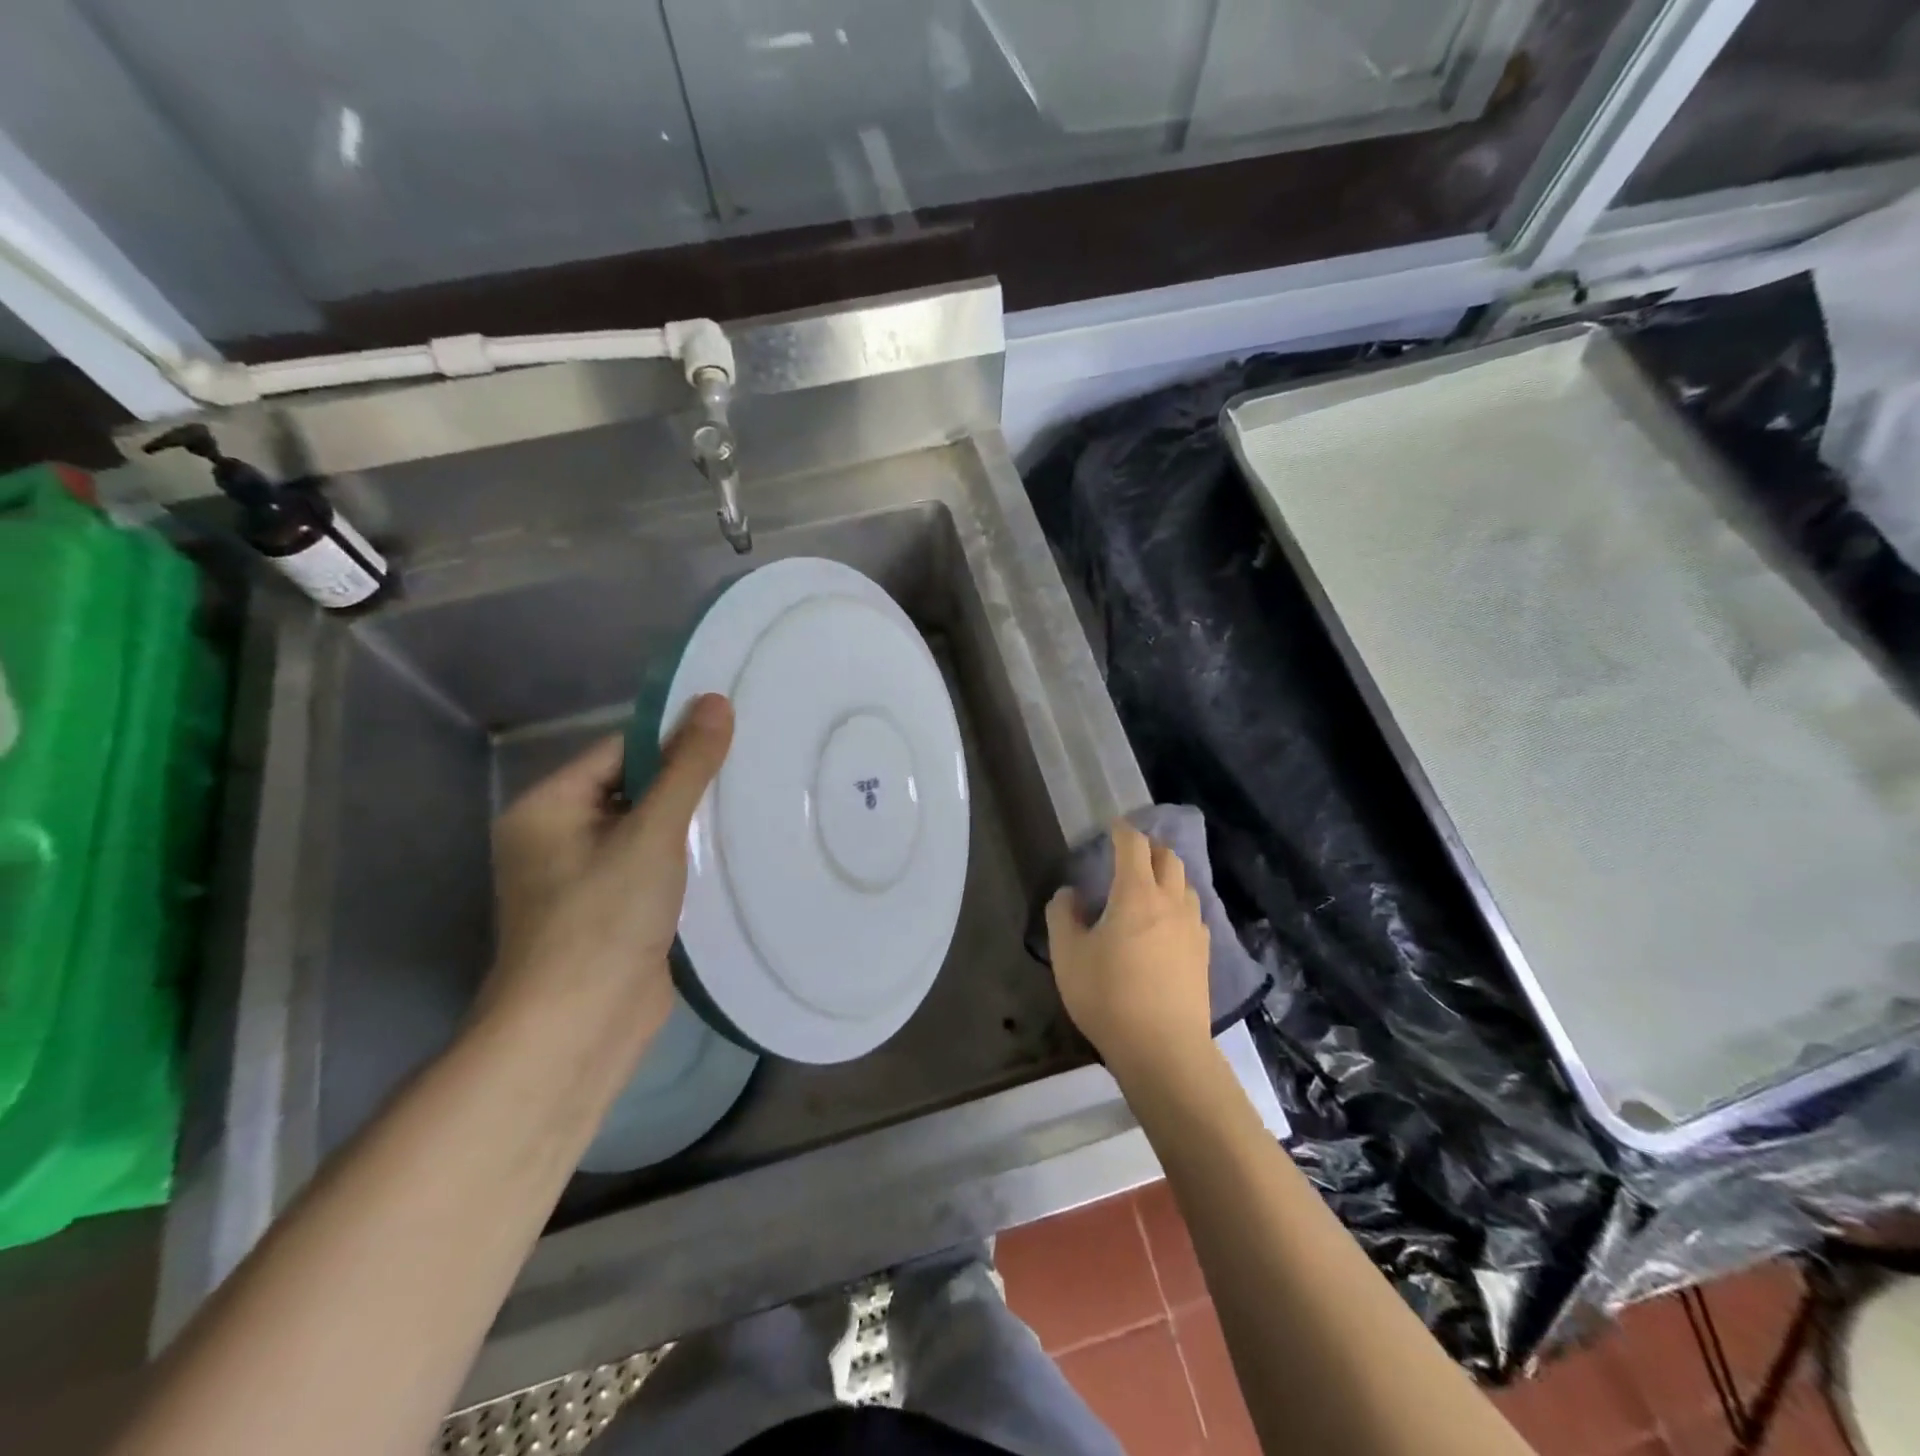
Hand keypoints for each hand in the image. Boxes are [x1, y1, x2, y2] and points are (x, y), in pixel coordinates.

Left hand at [483, 694, 733, 1049]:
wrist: (581, 1028)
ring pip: (648, 830)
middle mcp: (558, 836)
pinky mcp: (613, 910)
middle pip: (634, 788)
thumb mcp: (652, 833)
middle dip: (688, 783)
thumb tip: (716, 700)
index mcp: (547, 807)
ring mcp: (585, 877)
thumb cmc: (604, 919)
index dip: (674, 740)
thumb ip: (687, 768)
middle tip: (752, 766)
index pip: (620, 751)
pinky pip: (654, 865)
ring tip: (753, 800)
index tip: (732, 733)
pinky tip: (733, 850)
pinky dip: (687, 858)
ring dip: (691, 822)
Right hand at [1046, 820, 1211, 1081]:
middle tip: (1130, 852)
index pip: (1133, 846)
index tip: (1112, 826)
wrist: (1164, 1049)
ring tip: (1149, 886)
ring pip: (1186, 885)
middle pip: (1168, 858)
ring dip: (1168, 875)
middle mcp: (1170, 902)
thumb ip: (1063, 916)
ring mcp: (1193, 928)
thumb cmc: (1109, 996)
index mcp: (1137, 894)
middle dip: (1149, 847)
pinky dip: (1179, 904)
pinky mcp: (1204, 954)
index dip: (1122, 831)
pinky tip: (1167, 924)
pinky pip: (1194, 913)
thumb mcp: (1068, 955)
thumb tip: (1069, 894)